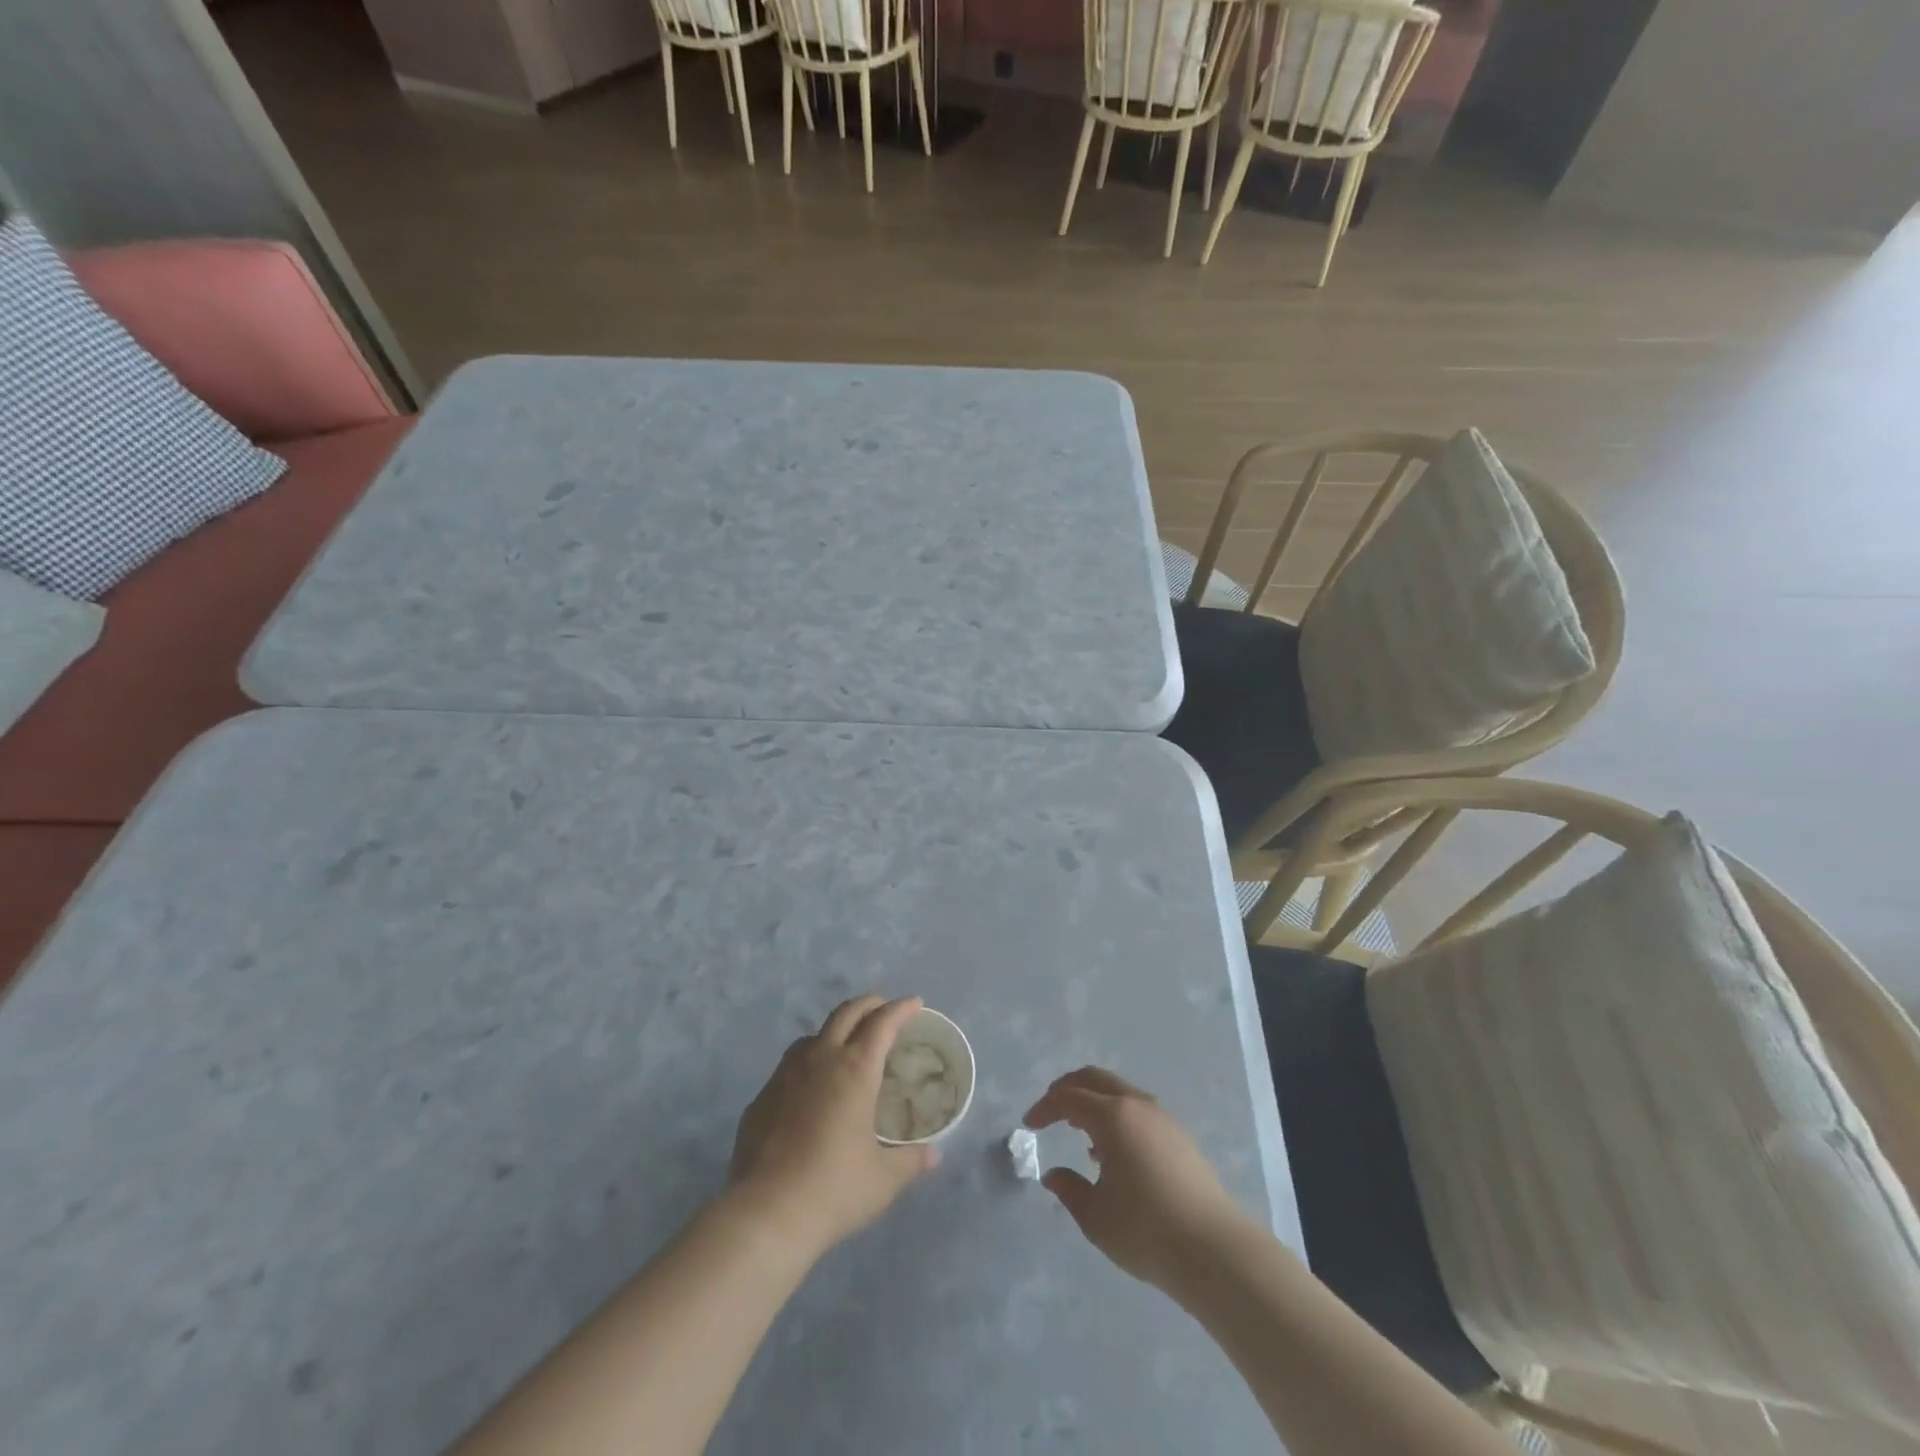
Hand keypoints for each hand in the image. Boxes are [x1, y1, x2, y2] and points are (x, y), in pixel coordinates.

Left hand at [729, 995, 937, 1259]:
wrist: (766, 1214)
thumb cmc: (834, 1189)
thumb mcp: (883, 1180)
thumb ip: (911, 1161)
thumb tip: (934, 1155)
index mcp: (855, 1070)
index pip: (882, 1023)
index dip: (900, 1009)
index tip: (915, 1003)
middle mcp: (820, 1060)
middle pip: (846, 1013)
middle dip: (869, 1004)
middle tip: (884, 1007)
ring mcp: (785, 1075)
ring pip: (813, 1035)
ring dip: (835, 1030)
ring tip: (846, 1045)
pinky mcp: (762, 1097)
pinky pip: (789, 1066)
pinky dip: (808, 1063)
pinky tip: (811, 1089)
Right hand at [1025, 1067, 1252, 1296]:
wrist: (1214, 1250)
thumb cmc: (1146, 1230)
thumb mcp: (1095, 1216)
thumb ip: (1069, 1190)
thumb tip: (1054, 1175)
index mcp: (1112, 1116)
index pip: (1068, 1098)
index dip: (1045, 1107)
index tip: (1028, 1124)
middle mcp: (1136, 1106)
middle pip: (1094, 1079)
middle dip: (1067, 1089)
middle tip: (1049, 1109)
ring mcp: (1162, 1118)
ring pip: (1119, 1092)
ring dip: (1093, 1102)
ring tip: (1077, 1130)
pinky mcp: (1179, 1136)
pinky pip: (1136, 1110)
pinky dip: (1115, 1116)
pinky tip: (1111, 1151)